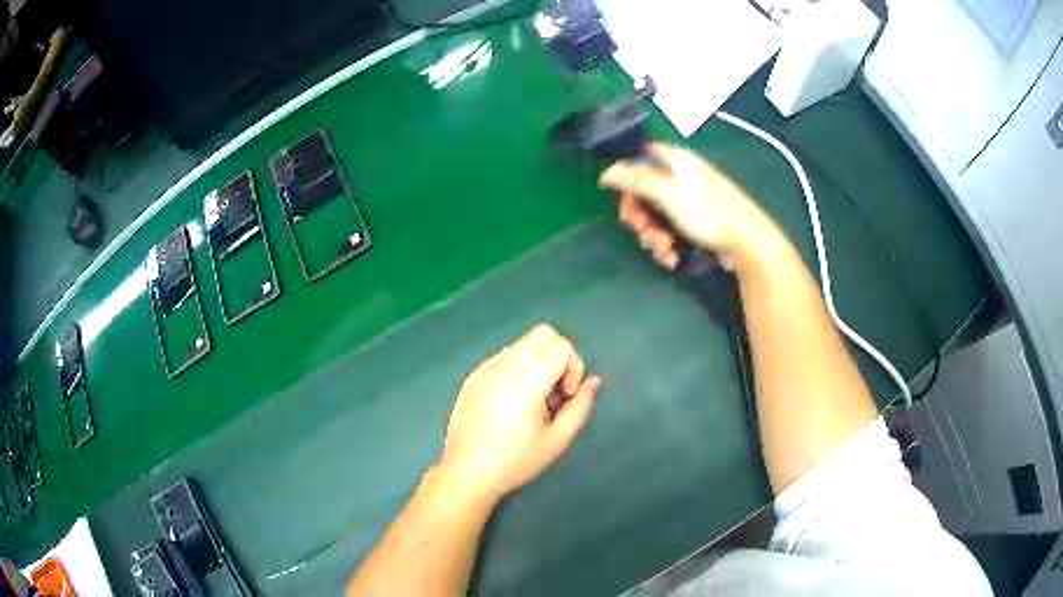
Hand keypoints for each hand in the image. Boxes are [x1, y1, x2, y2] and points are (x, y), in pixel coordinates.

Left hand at [438, 324, 601, 501]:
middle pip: (542, 333)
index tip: (566, 396)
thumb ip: (581, 407)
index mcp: (524, 383)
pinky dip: (517, 368)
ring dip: (537, 361)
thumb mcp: (557, 440)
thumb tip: (594, 381)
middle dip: (559, 356)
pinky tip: (511, 401)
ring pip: (522, 343)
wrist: (466, 474)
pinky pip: (502, 357)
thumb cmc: (515, 462)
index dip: (574, 367)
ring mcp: (483, 370)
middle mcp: (502, 368)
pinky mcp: (471, 377)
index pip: (560, 345)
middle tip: (555, 392)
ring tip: (532, 400)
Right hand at [600, 143, 774, 270]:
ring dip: (653, 236)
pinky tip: (673, 257)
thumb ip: (636, 180)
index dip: (626, 174)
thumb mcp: (668, 193)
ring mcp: (689, 202)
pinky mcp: (695, 224)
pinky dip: (667, 245)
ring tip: (664, 249)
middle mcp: (681, 177)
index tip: (621, 196)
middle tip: (643, 231)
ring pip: (655, 215)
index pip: (640, 156)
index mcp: (676, 161)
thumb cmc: (709, 212)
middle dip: (640, 216)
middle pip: (644, 191)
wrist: (747, 243)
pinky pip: (670, 230)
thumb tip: (605, 172)